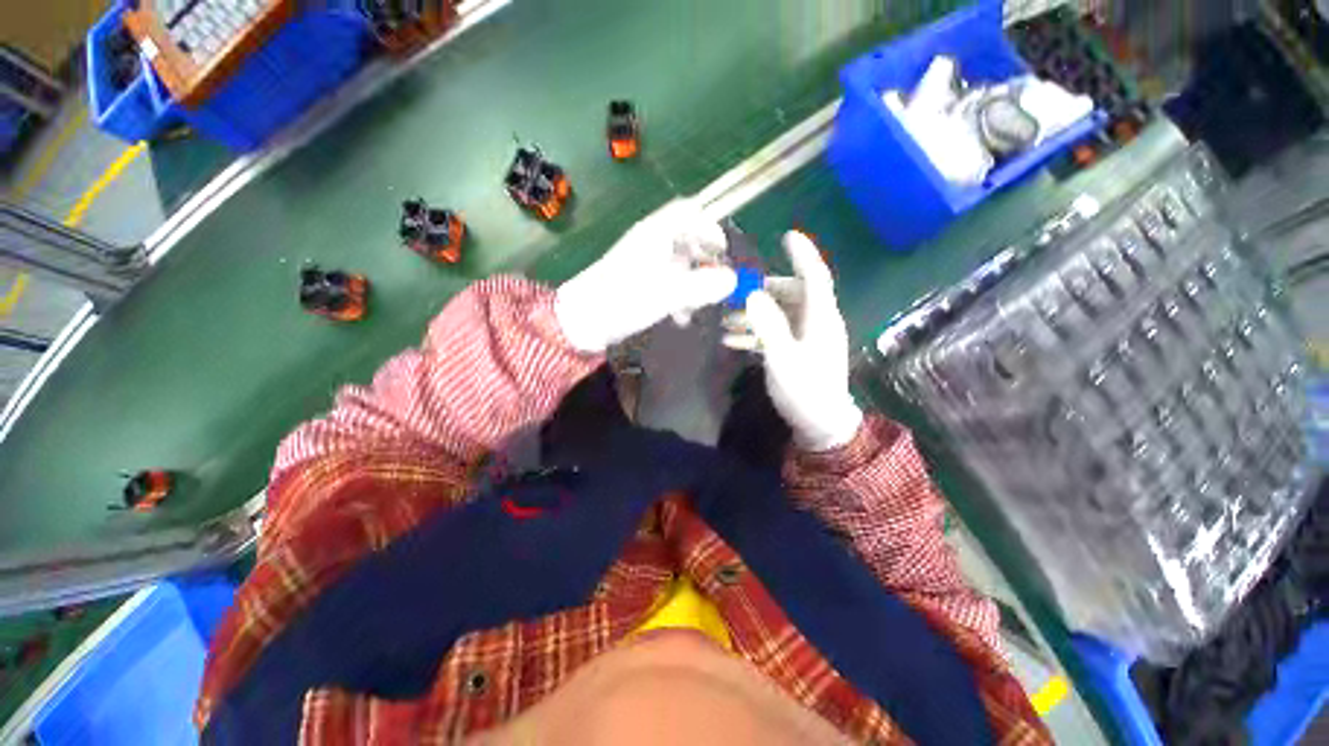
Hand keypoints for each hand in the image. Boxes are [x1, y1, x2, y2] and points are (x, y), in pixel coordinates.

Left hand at [555, 200, 736, 352]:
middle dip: (705, 262)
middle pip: (687, 240)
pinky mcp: (637, 282)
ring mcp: (643, 262)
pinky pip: (666, 281)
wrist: (582, 320)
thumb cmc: (624, 300)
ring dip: (693, 283)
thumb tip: (733, 280)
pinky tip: (680, 316)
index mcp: (657, 234)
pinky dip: (678, 294)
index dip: (711, 227)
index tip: (724, 251)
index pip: (690, 212)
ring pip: (678, 264)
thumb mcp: (667, 293)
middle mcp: (650, 242)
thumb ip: (702, 286)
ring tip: (698, 307)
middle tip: (717, 284)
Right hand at [724, 231, 862, 451]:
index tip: (787, 235)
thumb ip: (768, 326)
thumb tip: (752, 295)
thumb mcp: (783, 359)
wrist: (820, 426)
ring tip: (725, 323)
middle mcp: (817, 322)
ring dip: (754, 314)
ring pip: (781, 314)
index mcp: (821, 318)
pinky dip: (756, 332)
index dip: (803, 254)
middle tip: (735, 296)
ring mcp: (808, 338)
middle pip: (792, 294)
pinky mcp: (799, 351)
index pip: (815, 276)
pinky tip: (732, 341)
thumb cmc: (805, 391)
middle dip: (763, 292)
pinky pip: (777, 332)